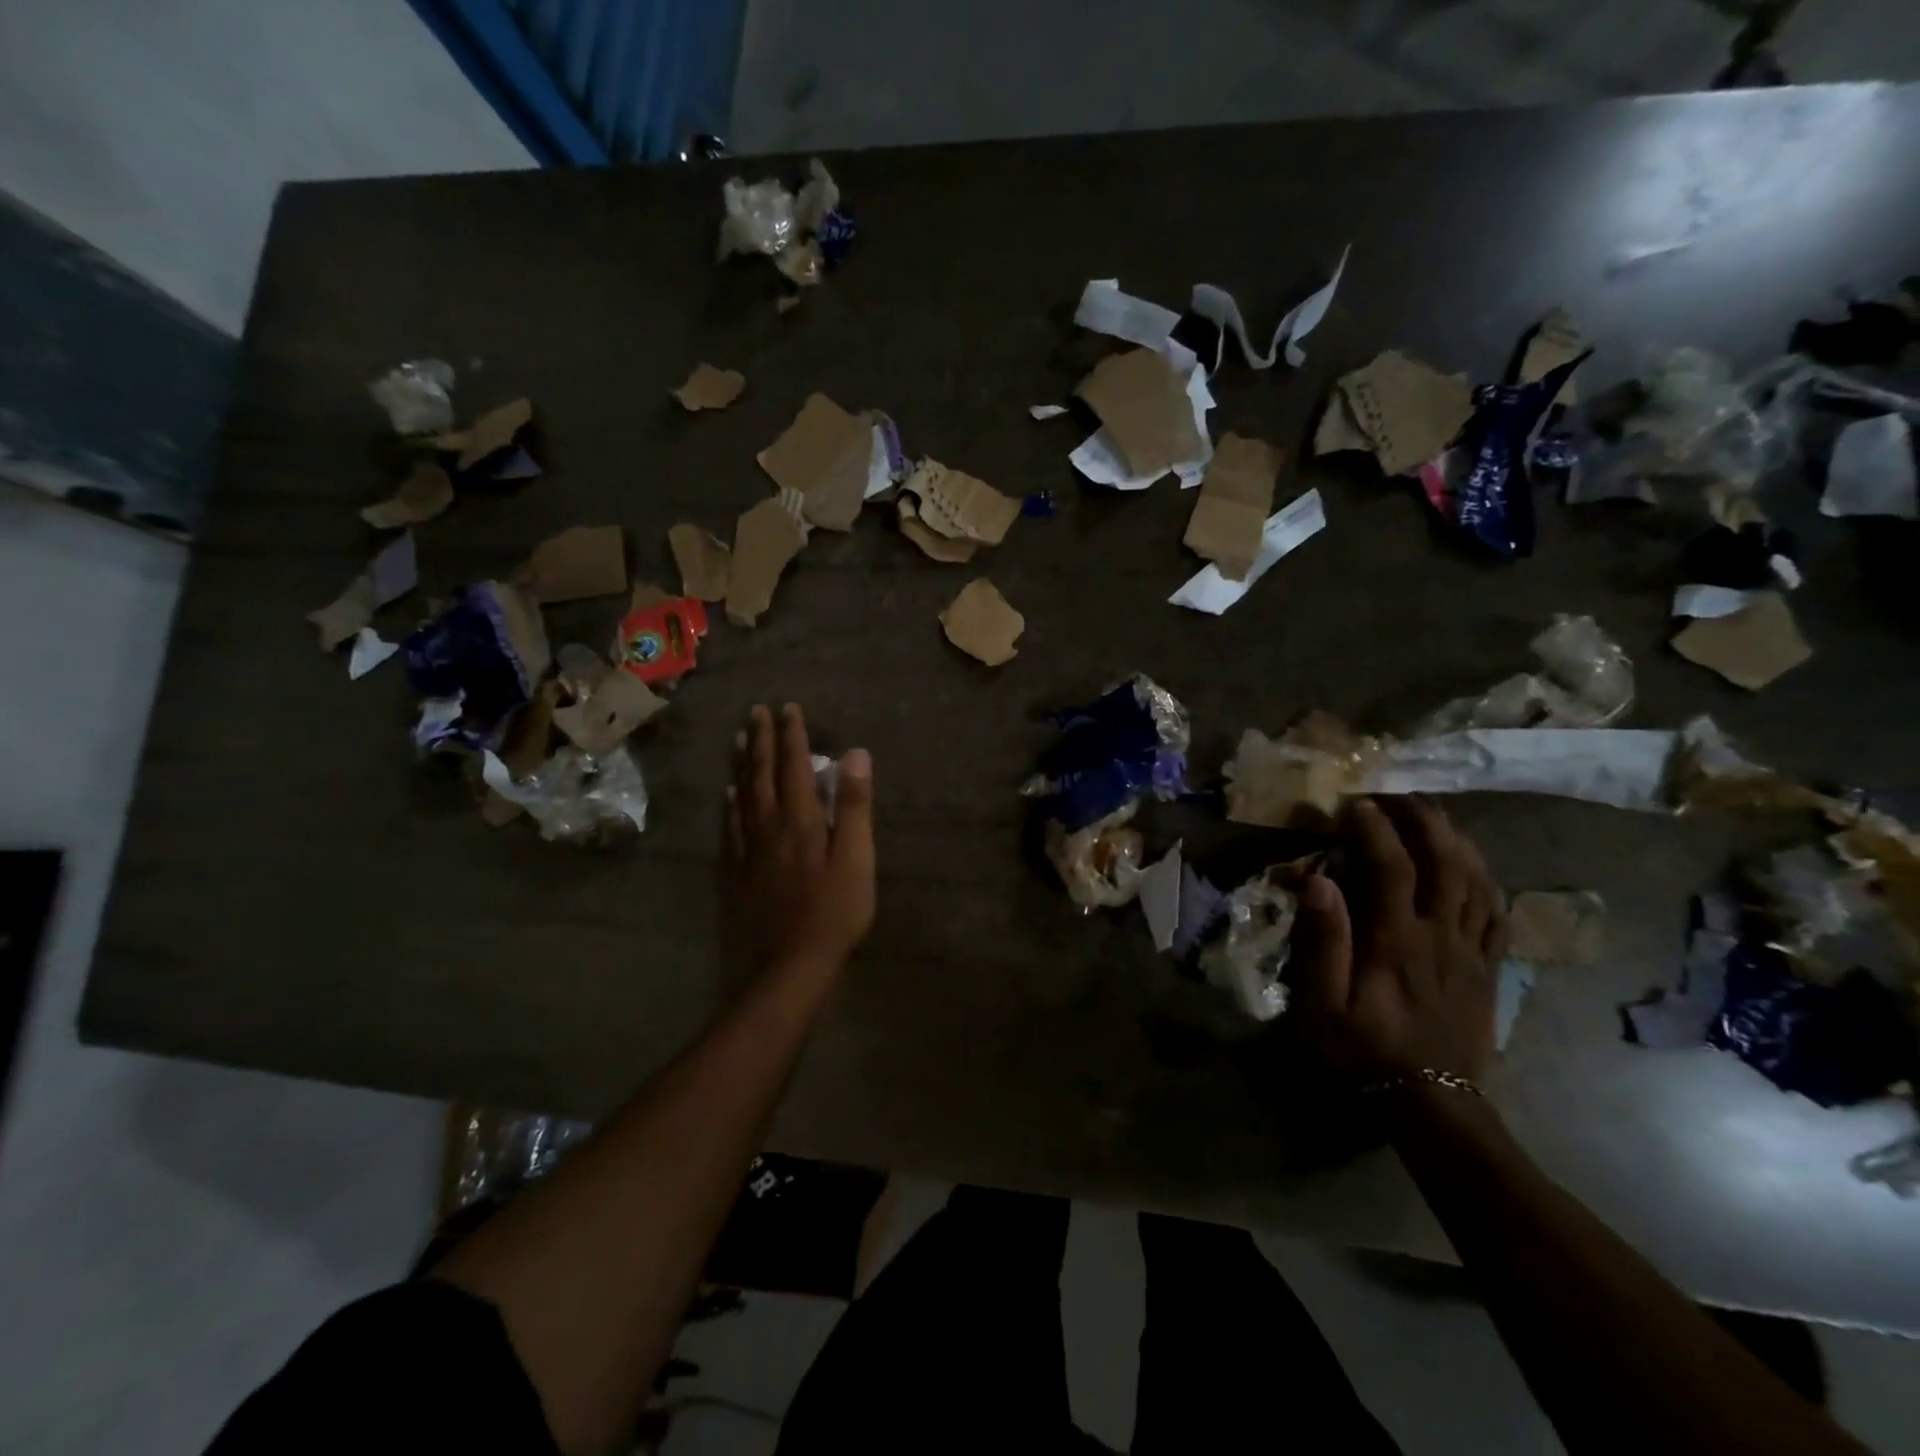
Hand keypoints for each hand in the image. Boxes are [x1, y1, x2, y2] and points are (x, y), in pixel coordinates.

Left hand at [727, 704, 874, 975]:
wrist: (788, 966)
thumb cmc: (834, 912)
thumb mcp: (857, 858)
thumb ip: (854, 806)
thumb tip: (855, 754)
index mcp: (800, 818)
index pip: (794, 766)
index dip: (792, 736)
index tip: (789, 709)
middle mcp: (769, 825)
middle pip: (762, 774)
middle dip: (761, 740)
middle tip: (756, 711)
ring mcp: (749, 849)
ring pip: (742, 795)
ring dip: (741, 764)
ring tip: (738, 738)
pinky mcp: (739, 872)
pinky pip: (731, 827)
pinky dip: (730, 804)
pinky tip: (728, 796)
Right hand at [1292, 797, 1506, 1083]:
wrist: (1431, 1101)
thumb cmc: (1364, 1048)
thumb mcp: (1324, 1002)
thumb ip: (1323, 940)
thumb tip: (1317, 880)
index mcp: (1397, 940)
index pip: (1392, 867)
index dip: (1376, 829)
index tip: (1356, 803)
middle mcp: (1440, 935)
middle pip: (1445, 862)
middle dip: (1424, 820)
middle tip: (1401, 795)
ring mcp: (1471, 951)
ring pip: (1477, 881)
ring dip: (1457, 840)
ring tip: (1436, 816)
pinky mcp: (1488, 968)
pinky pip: (1497, 913)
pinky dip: (1486, 879)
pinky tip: (1473, 865)